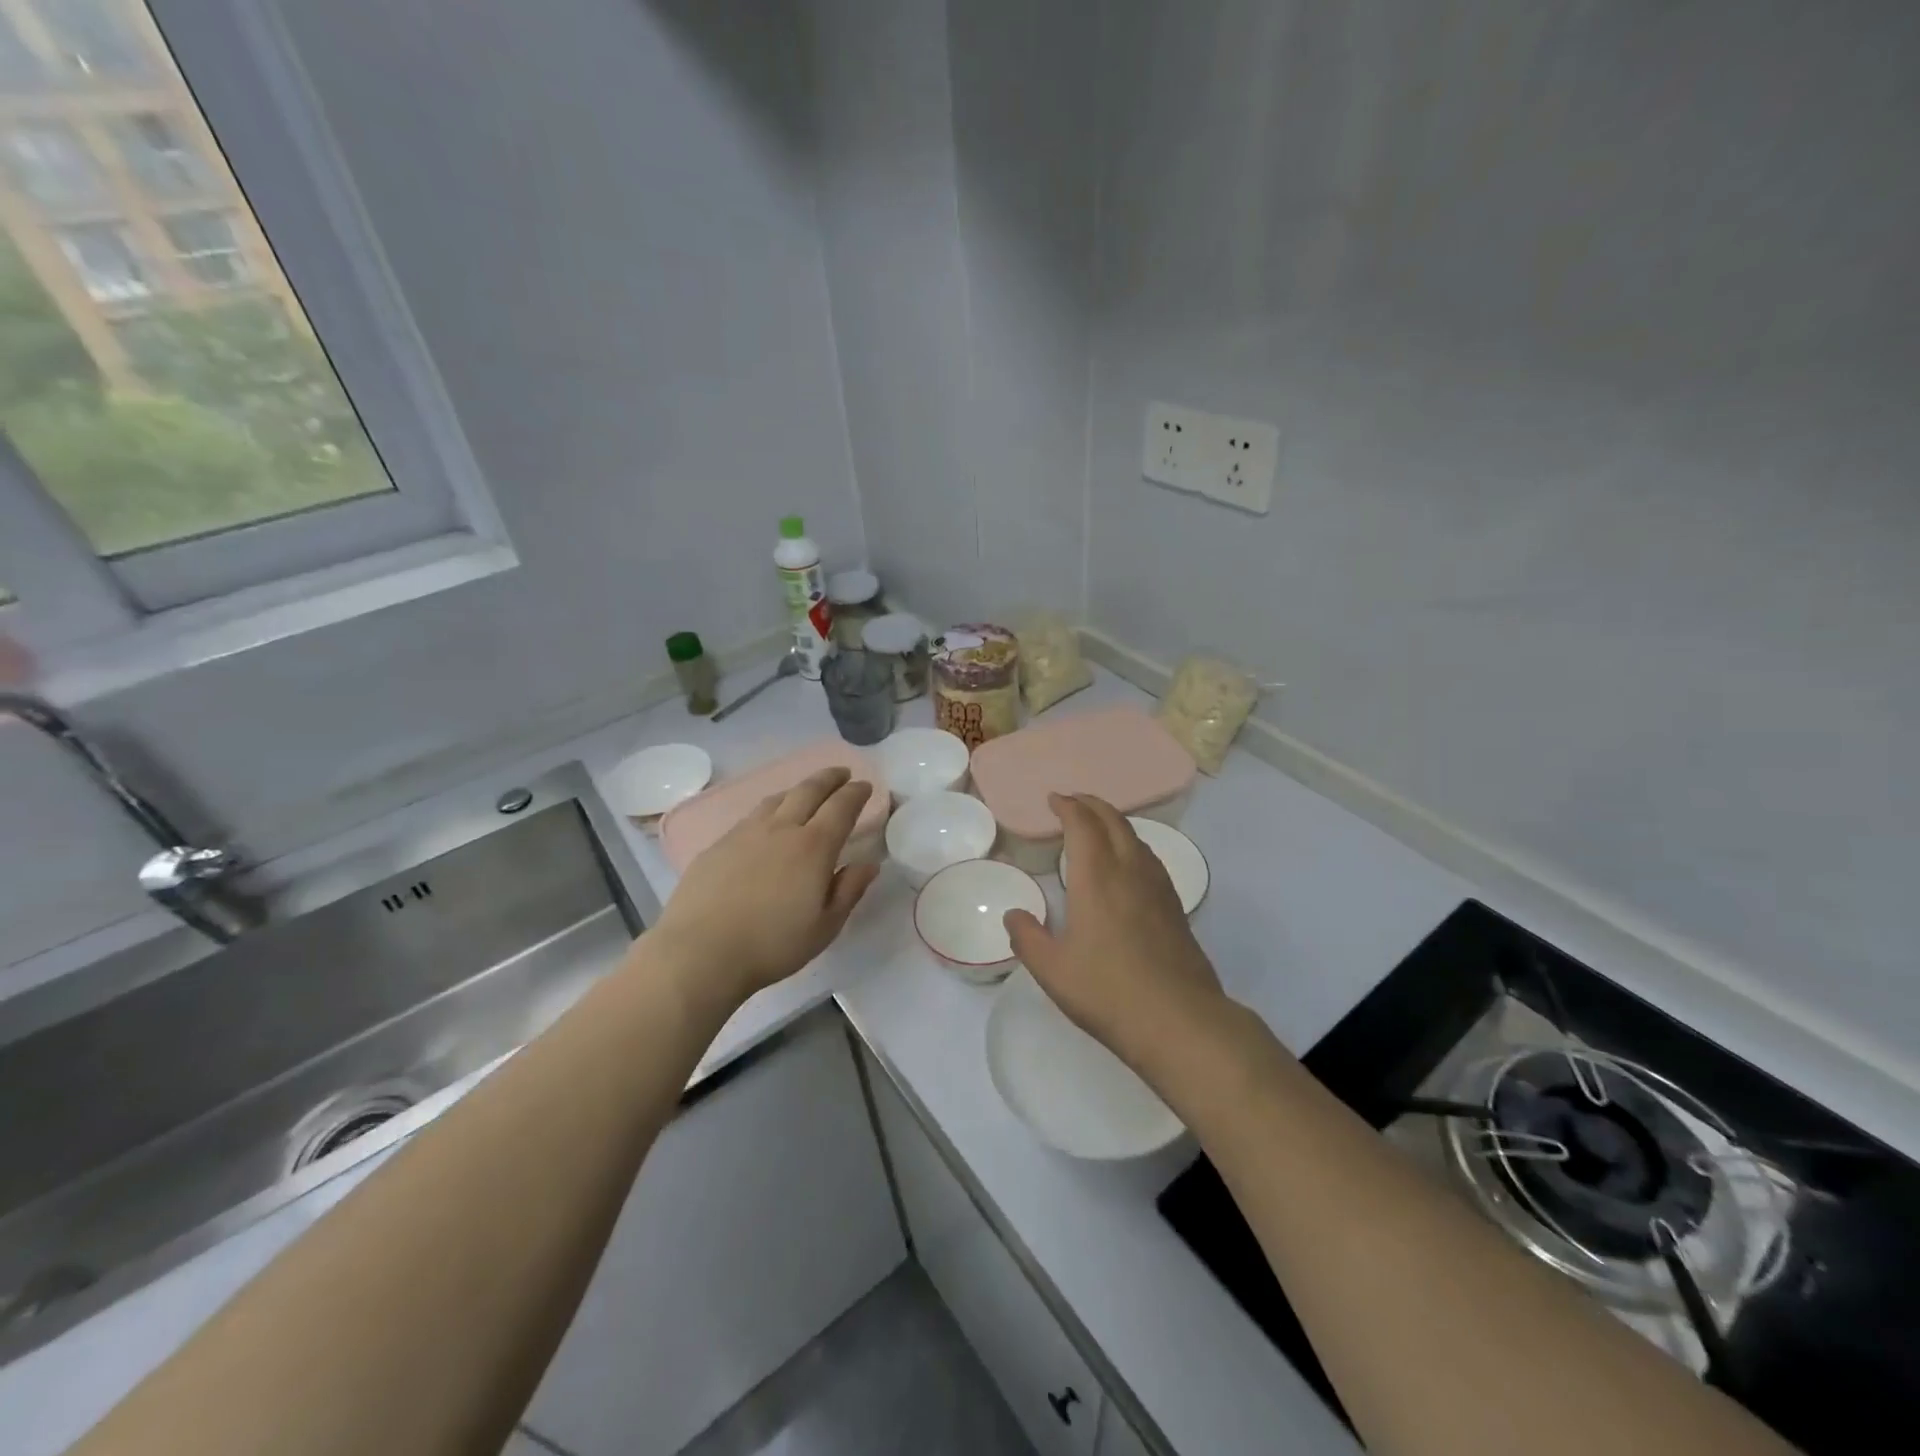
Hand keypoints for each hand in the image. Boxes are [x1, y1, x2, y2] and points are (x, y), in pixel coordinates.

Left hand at [650, 767, 879, 1004]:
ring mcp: (746, 833)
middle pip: (809, 790)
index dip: (856, 793)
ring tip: (806, 792)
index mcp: (814, 847)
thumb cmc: (772, 944)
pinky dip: (770, 808)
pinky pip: (752, 815)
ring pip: (777, 798)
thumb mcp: (825, 926)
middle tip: (841, 773)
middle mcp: (781, 829)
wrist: (701, 952)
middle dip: (829, 778)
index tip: (866, 786)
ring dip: (798, 789)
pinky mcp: (719, 844)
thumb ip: (849, 890)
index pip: (841, 807)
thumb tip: (868, 864)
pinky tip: (767, 822)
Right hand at [1003, 794, 1224, 1069]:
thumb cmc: (1108, 992)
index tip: (1054, 799)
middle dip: (1092, 805)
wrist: (1179, 1020)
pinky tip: (1129, 865)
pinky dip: (1132, 845)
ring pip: (1136, 838)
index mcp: (1097, 878)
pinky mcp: (1175, 907)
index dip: (1068, 807)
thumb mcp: (1053, 970)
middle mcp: (1130, 872)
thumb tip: (1014, 914)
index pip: (1083, 825)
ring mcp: (1158, 888)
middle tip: (1073, 802)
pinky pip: (1150, 859)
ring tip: (1098, 827)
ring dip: (1114, 822)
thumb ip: (1028, 938)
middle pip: (1113, 821)